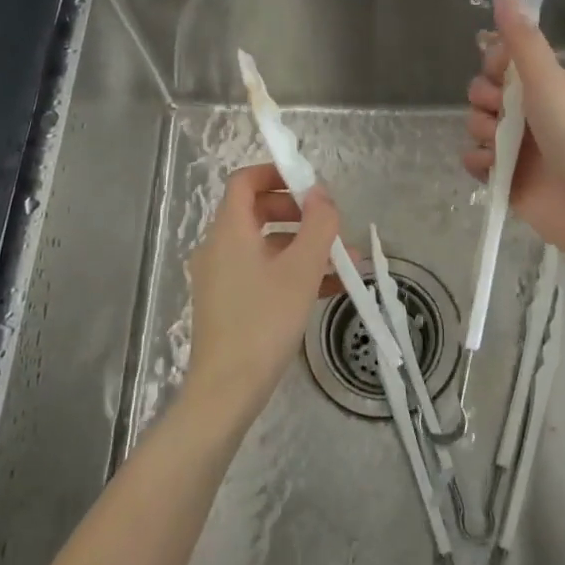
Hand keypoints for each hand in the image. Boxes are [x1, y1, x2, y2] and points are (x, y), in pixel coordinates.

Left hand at [184, 163, 340, 420]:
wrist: (226, 391)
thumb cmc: (264, 321)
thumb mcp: (301, 270)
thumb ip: (317, 225)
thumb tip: (322, 193)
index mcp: (230, 231)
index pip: (245, 181)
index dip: (276, 173)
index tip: (310, 183)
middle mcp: (219, 247)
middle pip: (258, 211)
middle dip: (298, 212)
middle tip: (330, 224)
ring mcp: (222, 277)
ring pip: (266, 245)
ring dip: (304, 246)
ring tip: (345, 259)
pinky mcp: (229, 303)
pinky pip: (263, 273)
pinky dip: (292, 271)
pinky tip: (330, 288)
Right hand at [462, 0, 564, 263]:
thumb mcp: (546, 78)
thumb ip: (522, 39)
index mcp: (541, 84)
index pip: (499, 61)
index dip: (492, 64)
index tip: (500, 71)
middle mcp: (527, 112)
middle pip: (481, 93)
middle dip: (484, 101)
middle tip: (504, 113)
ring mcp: (516, 146)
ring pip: (476, 126)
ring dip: (482, 134)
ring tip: (503, 148)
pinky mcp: (505, 177)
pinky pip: (475, 161)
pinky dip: (479, 164)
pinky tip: (493, 168)